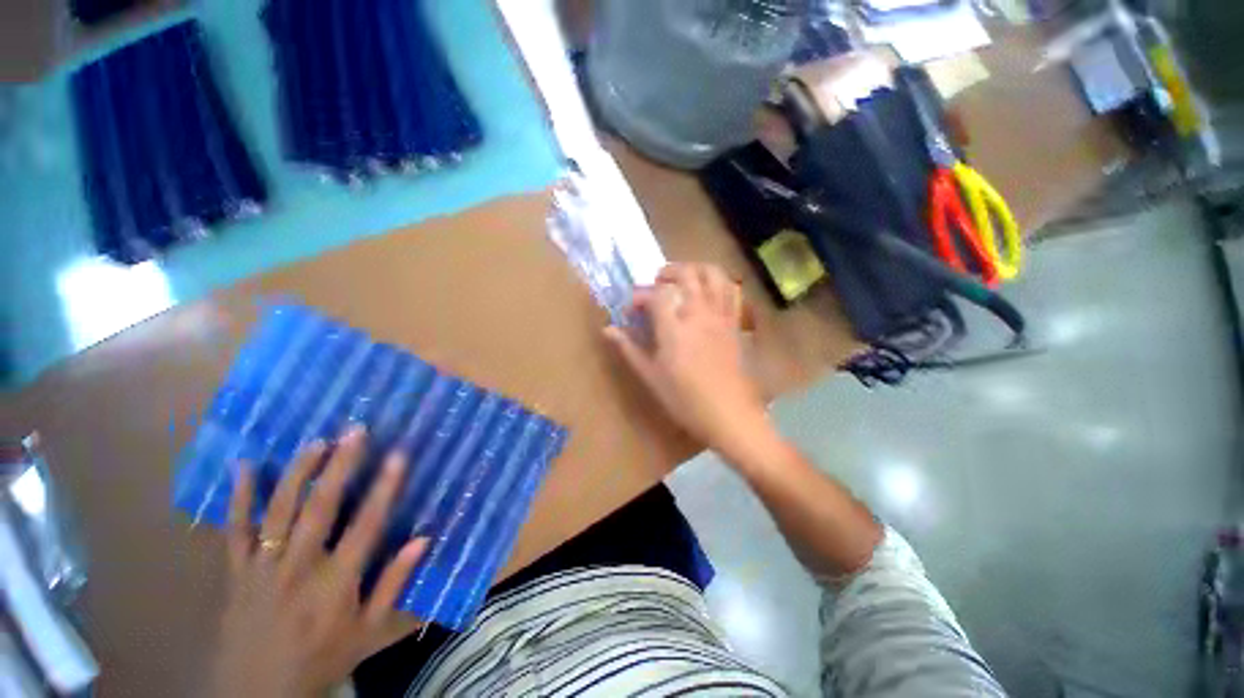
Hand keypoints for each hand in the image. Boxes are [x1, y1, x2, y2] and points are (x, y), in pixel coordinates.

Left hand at [209, 427, 428, 697]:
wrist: (257, 695)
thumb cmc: (322, 659)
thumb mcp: (368, 631)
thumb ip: (393, 583)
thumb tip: (423, 539)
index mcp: (336, 582)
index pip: (366, 524)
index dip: (384, 487)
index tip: (398, 455)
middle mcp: (299, 567)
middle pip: (320, 507)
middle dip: (339, 466)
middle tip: (354, 431)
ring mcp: (263, 567)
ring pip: (279, 511)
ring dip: (298, 472)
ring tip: (316, 441)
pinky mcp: (236, 572)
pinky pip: (235, 530)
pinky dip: (239, 497)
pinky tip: (244, 466)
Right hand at [604, 263, 770, 457]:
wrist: (729, 415)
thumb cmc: (685, 400)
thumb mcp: (651, 376)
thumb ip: (629, 349)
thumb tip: (607, 330)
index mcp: (674, 328)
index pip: (656, 295)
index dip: (640, 296)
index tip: (631, 309)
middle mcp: (699, 314)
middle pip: (686, 274)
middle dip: (667, 273)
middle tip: (656, 285)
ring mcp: (720, 316)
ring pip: (713, 275)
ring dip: (695, 269)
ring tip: (683, 280)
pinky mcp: (735, 324)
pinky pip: (732, 292)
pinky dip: (719, 283)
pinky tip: (709, 293)